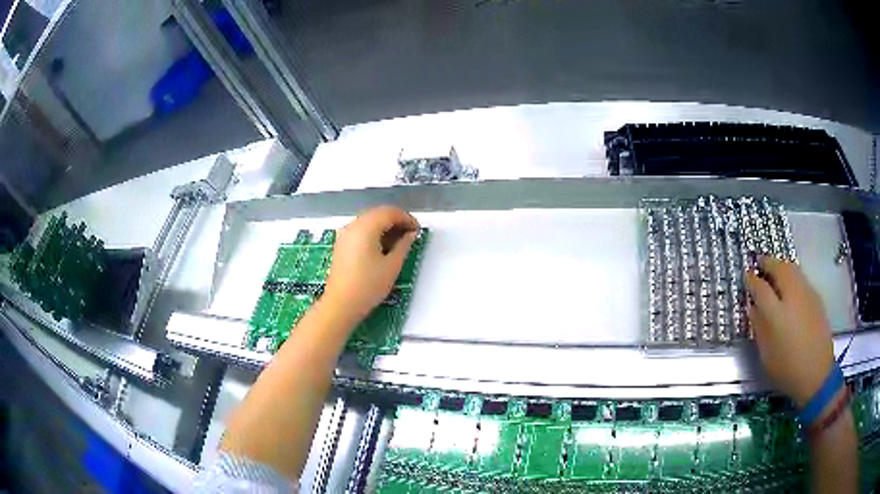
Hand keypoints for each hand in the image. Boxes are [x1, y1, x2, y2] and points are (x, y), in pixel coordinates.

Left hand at [323, 206, 418, 326]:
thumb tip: (411, 234)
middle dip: (396, 221)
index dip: (406, 218)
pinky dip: (374, 233)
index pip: (389, 212)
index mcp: (366, 227)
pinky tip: (383, 247)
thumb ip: (404, 245)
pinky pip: (360, 230)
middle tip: (410, 235)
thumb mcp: (392, 266)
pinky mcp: (341, 244)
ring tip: (399, 242)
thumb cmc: (368, 286)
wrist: (341, 305)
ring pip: (369, 221)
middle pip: (378, 213)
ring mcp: (344, 234)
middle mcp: (353, 225)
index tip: (417, 230)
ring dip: (385, 226)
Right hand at [745, 256, 834, 407]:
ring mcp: (807, 294)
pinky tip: (790, 288)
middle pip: (779, 268)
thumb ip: (759, 327)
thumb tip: (753, 307)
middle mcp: (792, 296)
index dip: (751, 279)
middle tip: (760, 263)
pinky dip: (792, 276)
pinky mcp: (816, 297)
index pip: (760, 287)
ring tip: (774, 272)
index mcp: (776, 313)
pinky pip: (801, 278)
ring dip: (781, 266)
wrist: (816, 373)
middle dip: (768, 262)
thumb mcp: (766, 354)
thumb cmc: (786, 368)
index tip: (746, 276)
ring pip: (792, 268)